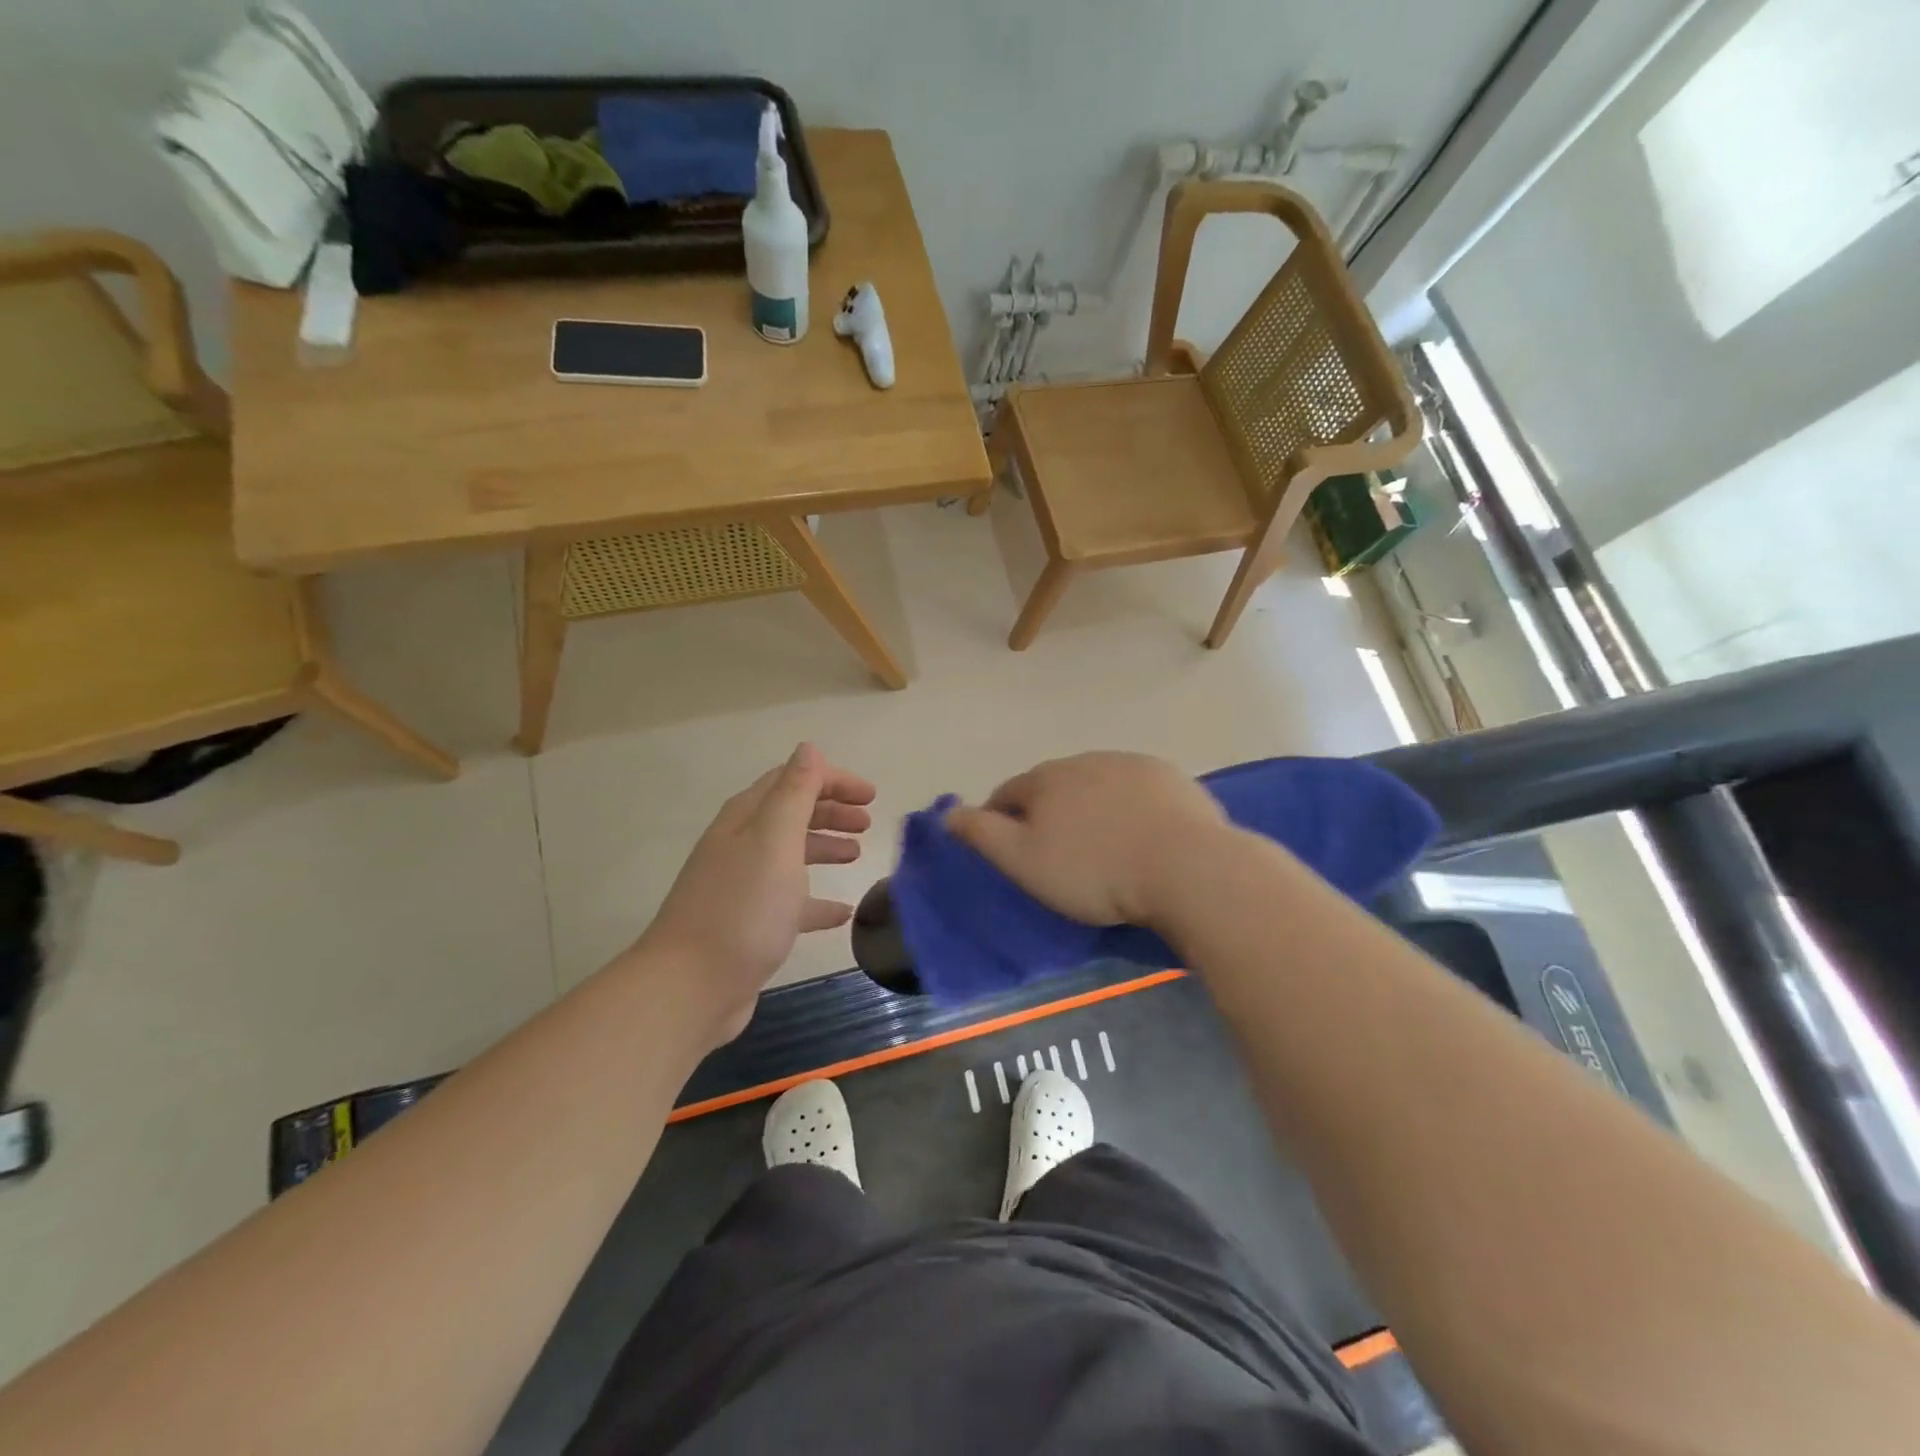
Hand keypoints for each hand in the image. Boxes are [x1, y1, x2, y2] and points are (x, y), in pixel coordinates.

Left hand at [637, 744, 874, 1043]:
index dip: (831, 780)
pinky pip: (791, 902)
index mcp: (746, 820)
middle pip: (791, 815)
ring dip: (824, 848)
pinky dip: (817, 900)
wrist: (691, 987)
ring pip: (791, 856)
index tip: (871, 794)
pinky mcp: (750, 926)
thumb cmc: (742, 907)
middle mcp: (741, 846)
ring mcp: (743, 887)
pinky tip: (842, 912)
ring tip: (857, 855)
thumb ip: (794, 793)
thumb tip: (808, 749)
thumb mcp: (774, 841)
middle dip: (830, 811)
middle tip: (867, 822)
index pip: (791, 780)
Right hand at [946, 752, 1230, 929]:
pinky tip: (1141, 834)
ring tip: (1101, 844)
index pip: (1009, 793)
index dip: (1001, 818)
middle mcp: (1085, 761)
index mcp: (1046, 779)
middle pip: (1053, 785)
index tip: (1007, 848)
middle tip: (1057, 852)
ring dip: (1090, 805)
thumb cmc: (1094, 871)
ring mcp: (1131, 764)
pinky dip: (1129, 807)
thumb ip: (982, 834)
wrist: (1184, 866)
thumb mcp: (1024, 861)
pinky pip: (1136, 790)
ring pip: (1096, 784)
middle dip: (1047, 810)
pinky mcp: (1169, 777)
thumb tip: (948, 813)